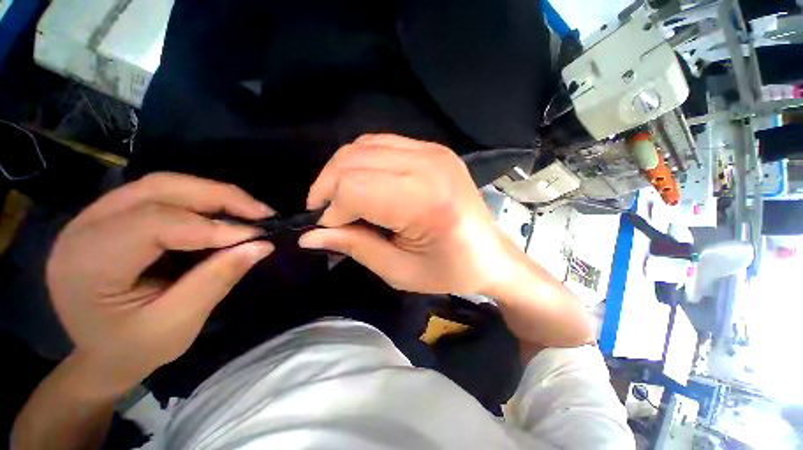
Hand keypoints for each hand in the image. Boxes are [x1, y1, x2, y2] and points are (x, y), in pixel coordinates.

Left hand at [46, 173, 273, 397]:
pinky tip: (224, 214)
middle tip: (262, 213)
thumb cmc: (132, 349)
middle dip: (219, 196)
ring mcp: (95, 216)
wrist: (98, 354)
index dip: (212, 227)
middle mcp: (84, 227)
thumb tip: (261, 245)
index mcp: (88, 263)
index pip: (155, 224)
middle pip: (160, 189)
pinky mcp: (112, 215)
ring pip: (164, 185)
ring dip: (213, 195)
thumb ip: (216, 280)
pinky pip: (162, 195)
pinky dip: (200, 201)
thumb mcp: (177, 325)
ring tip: (250, 211)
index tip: (257, 237)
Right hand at [300, 134, 515, 294]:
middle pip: (353, 160)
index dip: (333, 210)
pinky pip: (381, 143)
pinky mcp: (433, 149)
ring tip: (341, 200)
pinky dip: (361, 162)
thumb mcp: (399, 271)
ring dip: (341, 172)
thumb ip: (355, 247)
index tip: (331, 230)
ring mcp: (433, 151)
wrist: (491, 254)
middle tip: (328, 214)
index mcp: (426, 201)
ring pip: (363, 146)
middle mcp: (429, 165)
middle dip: (328, 187)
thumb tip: (310, 235)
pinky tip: (363, 183)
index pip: (355, 188)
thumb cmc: (450, 270)